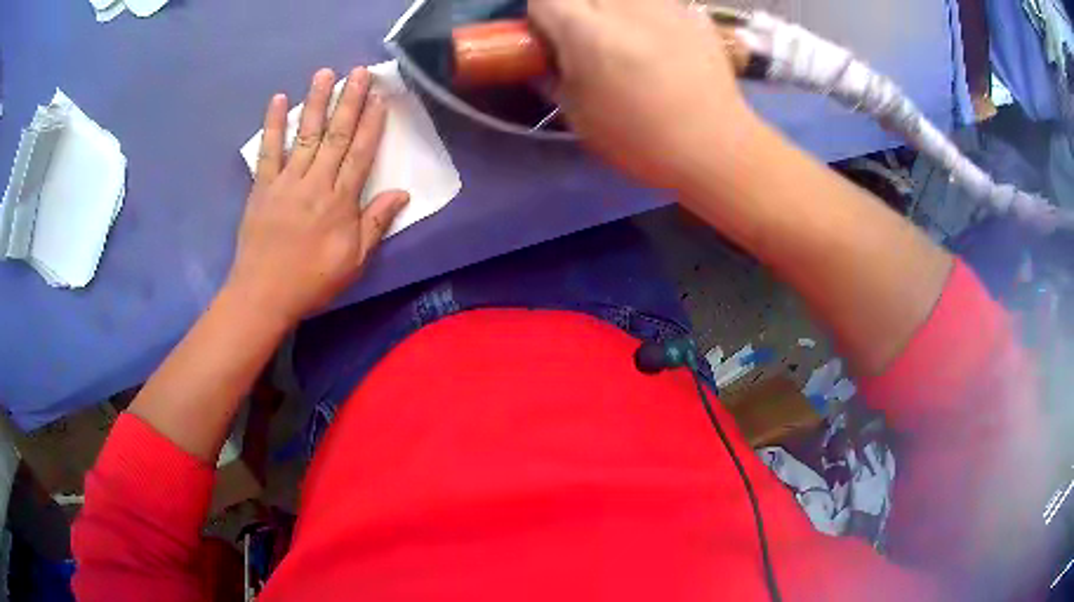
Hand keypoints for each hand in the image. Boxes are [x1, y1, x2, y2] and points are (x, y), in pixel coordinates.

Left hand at [226, 67, 408, 324]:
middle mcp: (316, 182)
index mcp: (341, 201)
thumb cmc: (312, 280)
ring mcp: (286, 181)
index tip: (380, 97)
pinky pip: (268, 151)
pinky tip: (278, 100)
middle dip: (349, 101)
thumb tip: (402, 193)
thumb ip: (376, 223)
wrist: (263, 295)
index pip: (361, 153)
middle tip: (359, 72)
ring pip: (305, 134)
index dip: (372, 124)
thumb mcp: (354, 260)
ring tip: (324, 73)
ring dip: (315, 101)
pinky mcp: (262, 187)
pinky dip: (272, 125)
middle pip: (336, 135)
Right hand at [529, 0, 758, 189]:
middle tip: (587, 37)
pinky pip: (657, 2)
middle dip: (578, 9)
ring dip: (613, 8)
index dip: (542, 17)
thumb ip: (553, 78)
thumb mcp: (579, 115)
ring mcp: (661, 5)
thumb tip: (546, 61)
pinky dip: (649, 13)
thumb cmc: (639, 138)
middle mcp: (622, 6)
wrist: (713, 145)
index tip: (551, 39)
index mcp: (586, 31)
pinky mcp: (691, 12)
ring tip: (625, 35)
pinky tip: (659, 39)